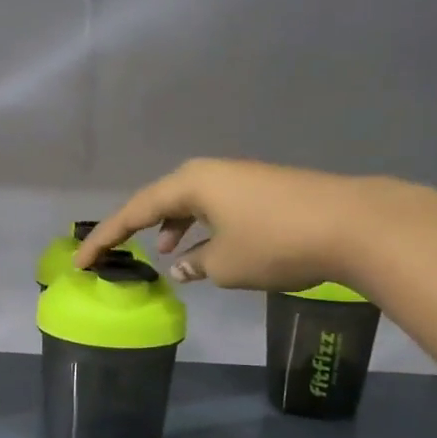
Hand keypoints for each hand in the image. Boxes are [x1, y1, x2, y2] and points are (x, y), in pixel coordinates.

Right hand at [76, 158, 380, 292]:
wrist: (354, 224)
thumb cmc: (276, 243)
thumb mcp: (225, 264)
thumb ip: (194, 264)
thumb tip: (183, 264)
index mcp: (190, 183)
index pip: (134, 211)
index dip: (106, 239)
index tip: (82, 262)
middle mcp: (210, 173)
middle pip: (161, 199)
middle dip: (139, 227)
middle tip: (119, 253)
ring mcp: (239, 178)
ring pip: (191, 203)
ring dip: (174, 227)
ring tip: (166, 254)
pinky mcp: (263, 190)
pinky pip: (216, 207)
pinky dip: (202, 227)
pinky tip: (207, 251)